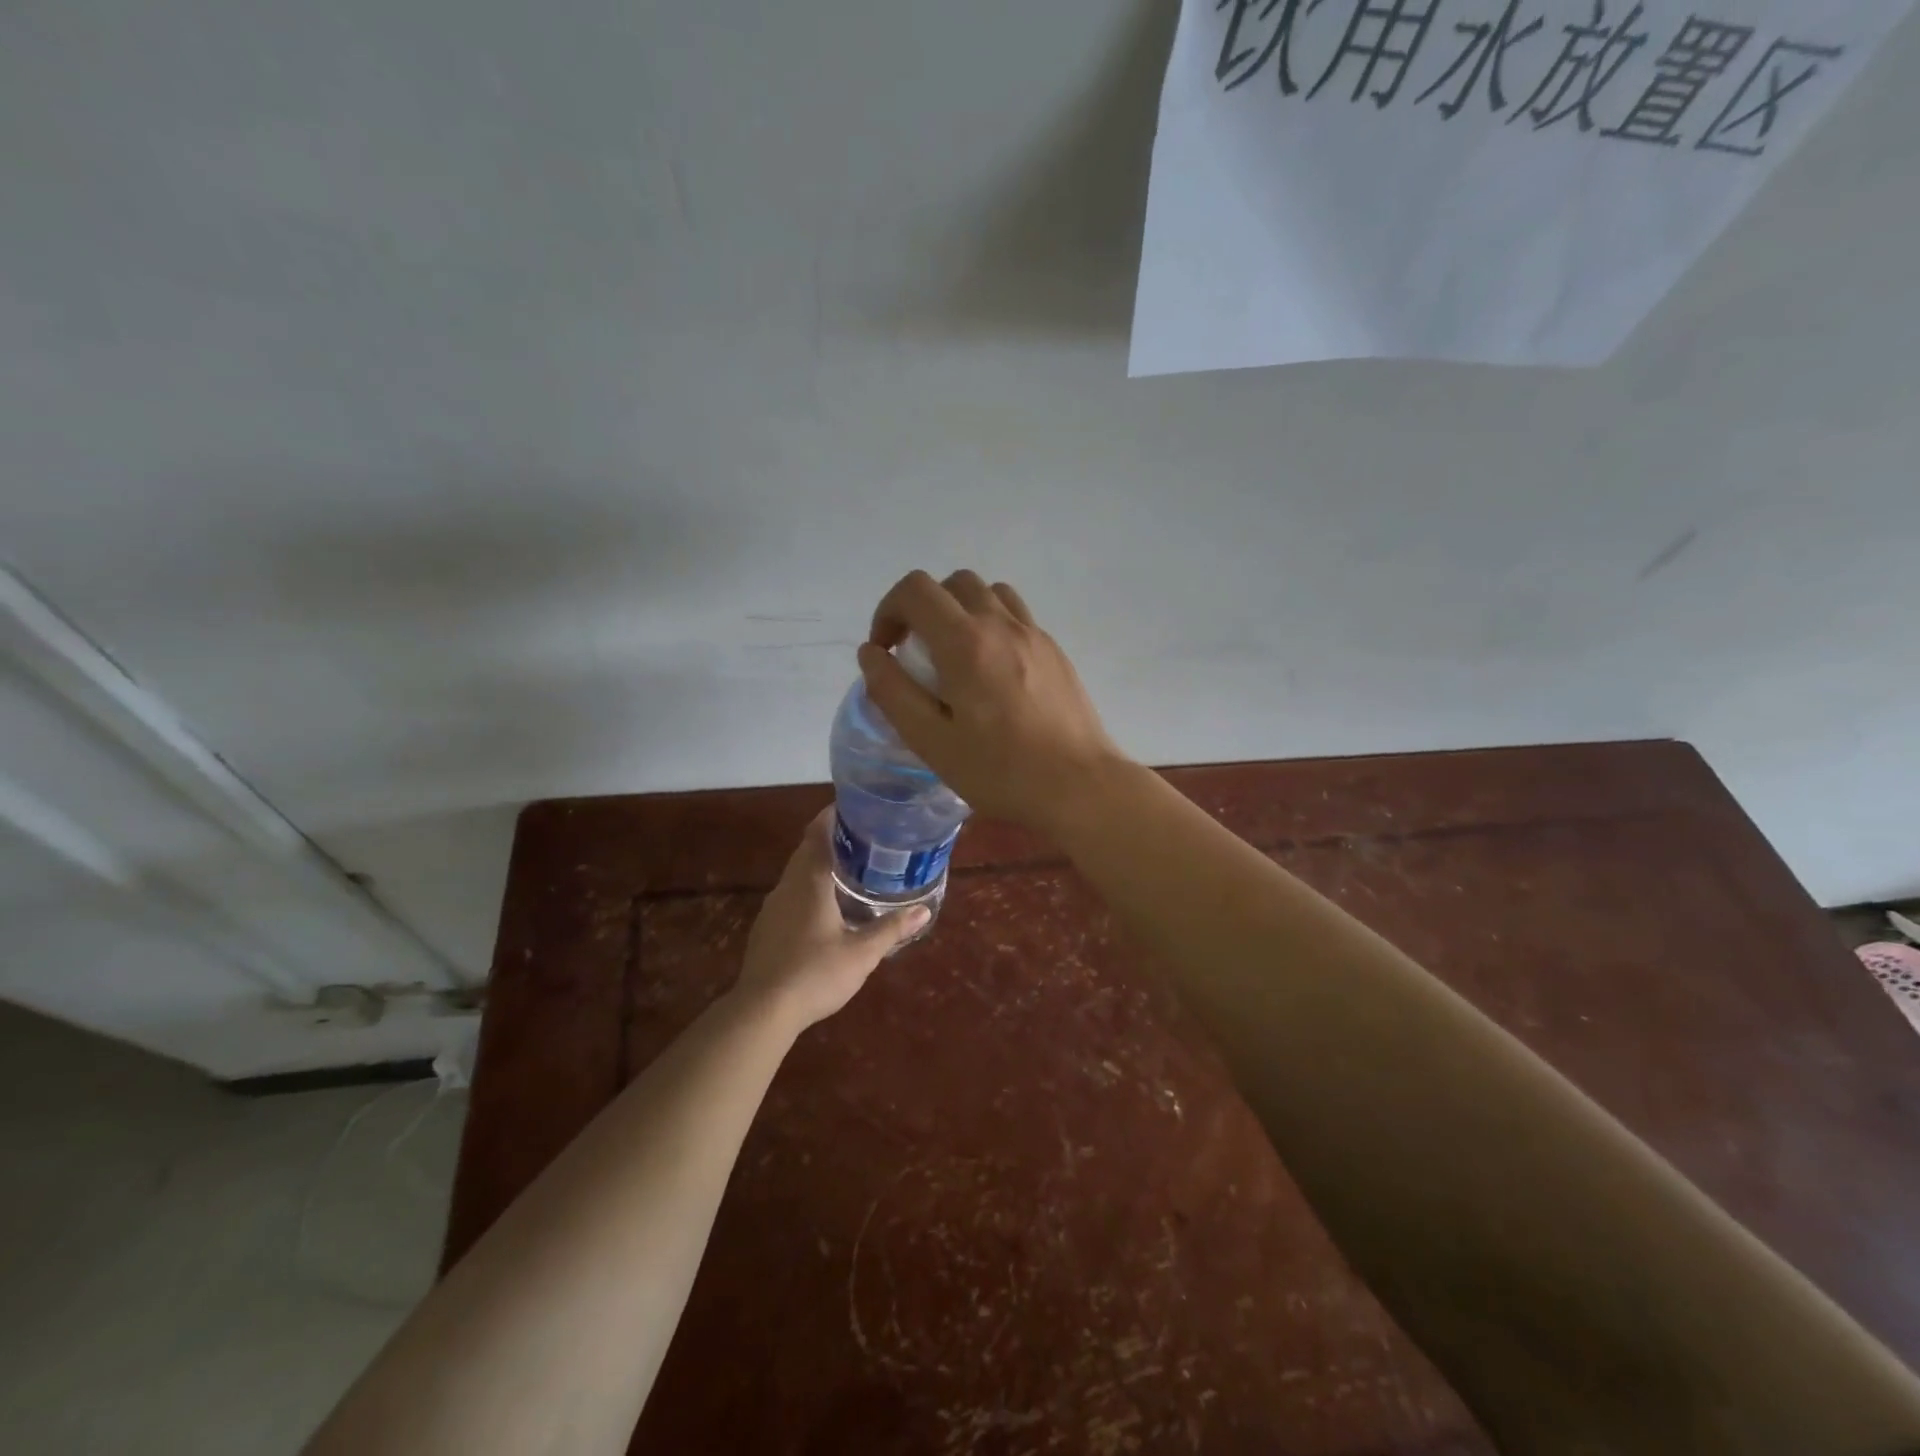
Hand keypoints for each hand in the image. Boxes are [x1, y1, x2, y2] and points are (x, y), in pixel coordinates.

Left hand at [735, 809, 928, 1029]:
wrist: (762, 1010)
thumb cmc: (815, 973)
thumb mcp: (862, 953)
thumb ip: (892, 929)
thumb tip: (924, 911)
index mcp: (810, 881)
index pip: (818, 833)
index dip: (833, 816)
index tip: (855, 809)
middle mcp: (787, 885)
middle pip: (807, 850)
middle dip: (831, 840)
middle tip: (863, 840)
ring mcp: (773, 907)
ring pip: (797, 874)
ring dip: (819, 866)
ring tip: (850, 871)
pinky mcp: (766, 928)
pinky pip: (790, 894)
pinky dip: (808, 888)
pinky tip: (825, 908)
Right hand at [858, 570, 1126, 833]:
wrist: (1080, 786)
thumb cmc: (1000, 771)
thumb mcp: (931, 741)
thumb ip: (893, 692)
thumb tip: (871, 653)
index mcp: (965, 642)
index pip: (916, 589)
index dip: (889, 610)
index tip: (886, 650)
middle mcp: (1001, 624)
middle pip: (953, 583)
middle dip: (923, 608)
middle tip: (917, 653)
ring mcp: (1034, 634)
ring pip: (990, 593)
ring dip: (961, 611)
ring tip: (955, 657)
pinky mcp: (1055, 651)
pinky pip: (1016, 617)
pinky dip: (992, 626)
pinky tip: (993, 674)